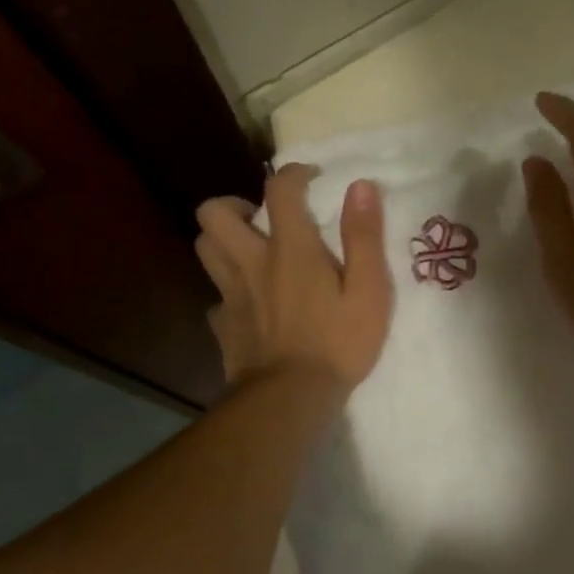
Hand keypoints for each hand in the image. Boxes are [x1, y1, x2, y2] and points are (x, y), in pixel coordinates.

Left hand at [194, 165, 393, 392]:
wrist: (291, 399)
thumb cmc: (338, 343)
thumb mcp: (369, 290)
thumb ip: (364, 237)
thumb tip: (361, 186)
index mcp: (289, 249)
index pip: (279, 190)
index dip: (293, 174)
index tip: (311, 179)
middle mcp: (251, 262)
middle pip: (214, 213)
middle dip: (233, 204)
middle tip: (260, 218)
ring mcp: (231, 295)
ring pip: (204, 248)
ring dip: (221, 240)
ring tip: (249, 251)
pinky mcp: (223, 326)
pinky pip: (215, 298)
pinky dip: (228, 293)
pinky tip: (248, 305)